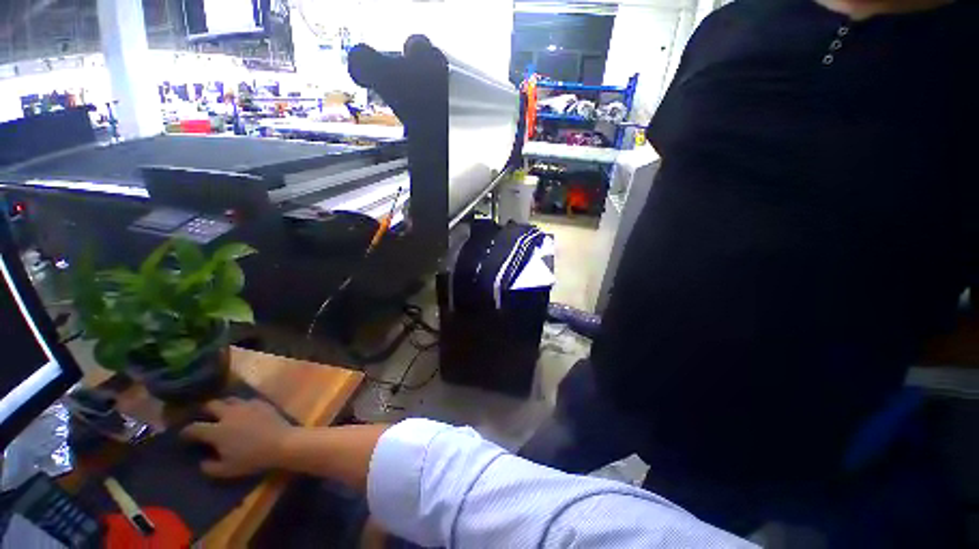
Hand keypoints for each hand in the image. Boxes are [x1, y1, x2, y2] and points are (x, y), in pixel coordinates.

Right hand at [180, 398, 293, 477]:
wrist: (281, 443)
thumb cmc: (252, 458)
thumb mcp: (227, 470)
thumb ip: (210, 467)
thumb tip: (202, 462)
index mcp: (217, 431)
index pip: (194, 428)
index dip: (186, 431)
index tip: (184, 435)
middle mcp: (229, 414)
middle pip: (211, 405)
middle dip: (205, 410)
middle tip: (205, 417)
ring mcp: (246, 406)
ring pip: (230, 399)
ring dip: (224, 405)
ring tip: (224, 413)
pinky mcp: (262, 403)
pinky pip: (247, 400)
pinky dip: (242, 405)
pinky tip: (244, 412)